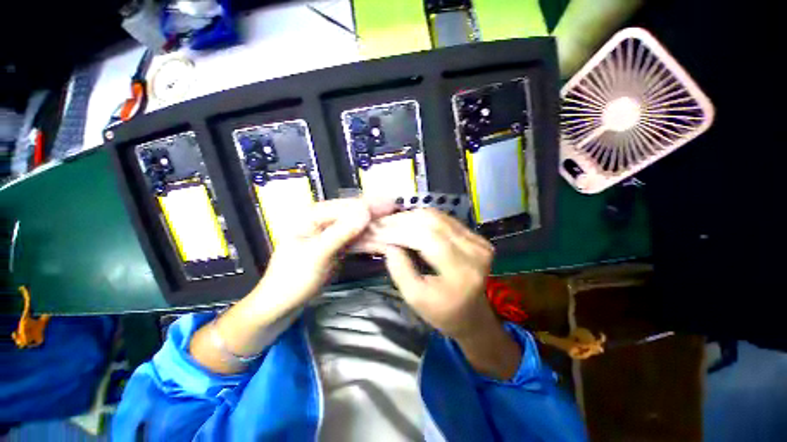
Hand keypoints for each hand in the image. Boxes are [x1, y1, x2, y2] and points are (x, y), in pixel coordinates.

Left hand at [189, 198, 392, 374]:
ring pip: (359, 227)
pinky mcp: (339, 247)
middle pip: (355, 214)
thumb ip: (341, 232)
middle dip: (376, 214)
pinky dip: (370, 240)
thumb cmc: (292, 279)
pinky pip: (358, 240)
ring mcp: (333, 234)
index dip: (370, 205)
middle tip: (398, 212)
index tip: (392, 204)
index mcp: (313, 215)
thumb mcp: (316, 254)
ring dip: (376, 227)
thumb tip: (366, 211)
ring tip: (396, 224)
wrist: (281, 305)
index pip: (347, 206)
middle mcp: (324, 220)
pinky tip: (384, 239)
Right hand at [361, 209, 520, 378]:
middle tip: (380, 224)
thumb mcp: (415, 298)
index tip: (377, 230)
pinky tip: (407, 222)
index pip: (427, 238)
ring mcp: (478, 241)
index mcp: (462, 272)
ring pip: (437, 216)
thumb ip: (400, 270)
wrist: (472, 314)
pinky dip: (422, 218)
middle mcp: (475, 251)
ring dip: (410, 216)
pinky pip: (444, 218)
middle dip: (402, 221)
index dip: (400, 231)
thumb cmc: (442, 312)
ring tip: (390, 222)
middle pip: (433, 222)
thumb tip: (387, 243)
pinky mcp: (476, 236)